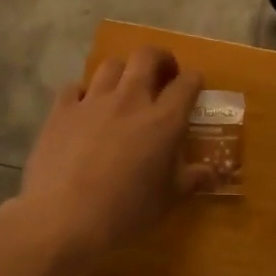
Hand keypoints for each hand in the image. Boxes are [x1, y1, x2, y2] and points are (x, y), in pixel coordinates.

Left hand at [16, 48, 210, 268]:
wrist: (64, 219)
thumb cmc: (125, 212)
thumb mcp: (168, 200)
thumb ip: (193, 180)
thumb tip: (214, 174)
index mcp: (163, 120)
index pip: (187, 83)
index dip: (194, 80)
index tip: (194, 88)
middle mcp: (130, 100)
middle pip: (147, 57)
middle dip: (160, 59)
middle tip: (163, 75)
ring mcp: (92, 101)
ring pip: (111, 65)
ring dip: (123, 71)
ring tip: (124, 88)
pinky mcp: (61, 110)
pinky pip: (75, 87)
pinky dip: (84, 92)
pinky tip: (85, 108)